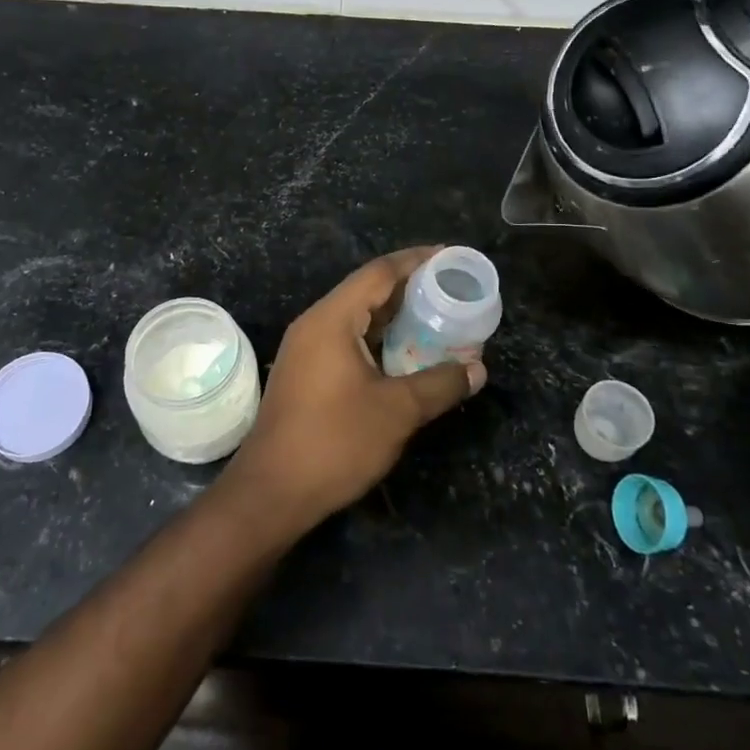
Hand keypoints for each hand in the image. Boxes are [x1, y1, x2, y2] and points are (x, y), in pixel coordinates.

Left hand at [223, 247, 486, 531]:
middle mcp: (315, 325)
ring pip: (357, 318)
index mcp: (331, 320)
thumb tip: (477, 369)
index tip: (449, 256)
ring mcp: (306, 350)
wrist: (271, 493)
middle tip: (451, 289)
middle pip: (367, 291)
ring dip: (395, 317)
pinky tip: (406, 354)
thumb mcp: (396, 412)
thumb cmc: (334, 443)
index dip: (416, 260)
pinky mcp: (306, 373)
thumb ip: (439, 384)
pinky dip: (379, 340)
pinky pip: (347, 340)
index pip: (378, 273)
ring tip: (437, 317)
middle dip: (410, 288)